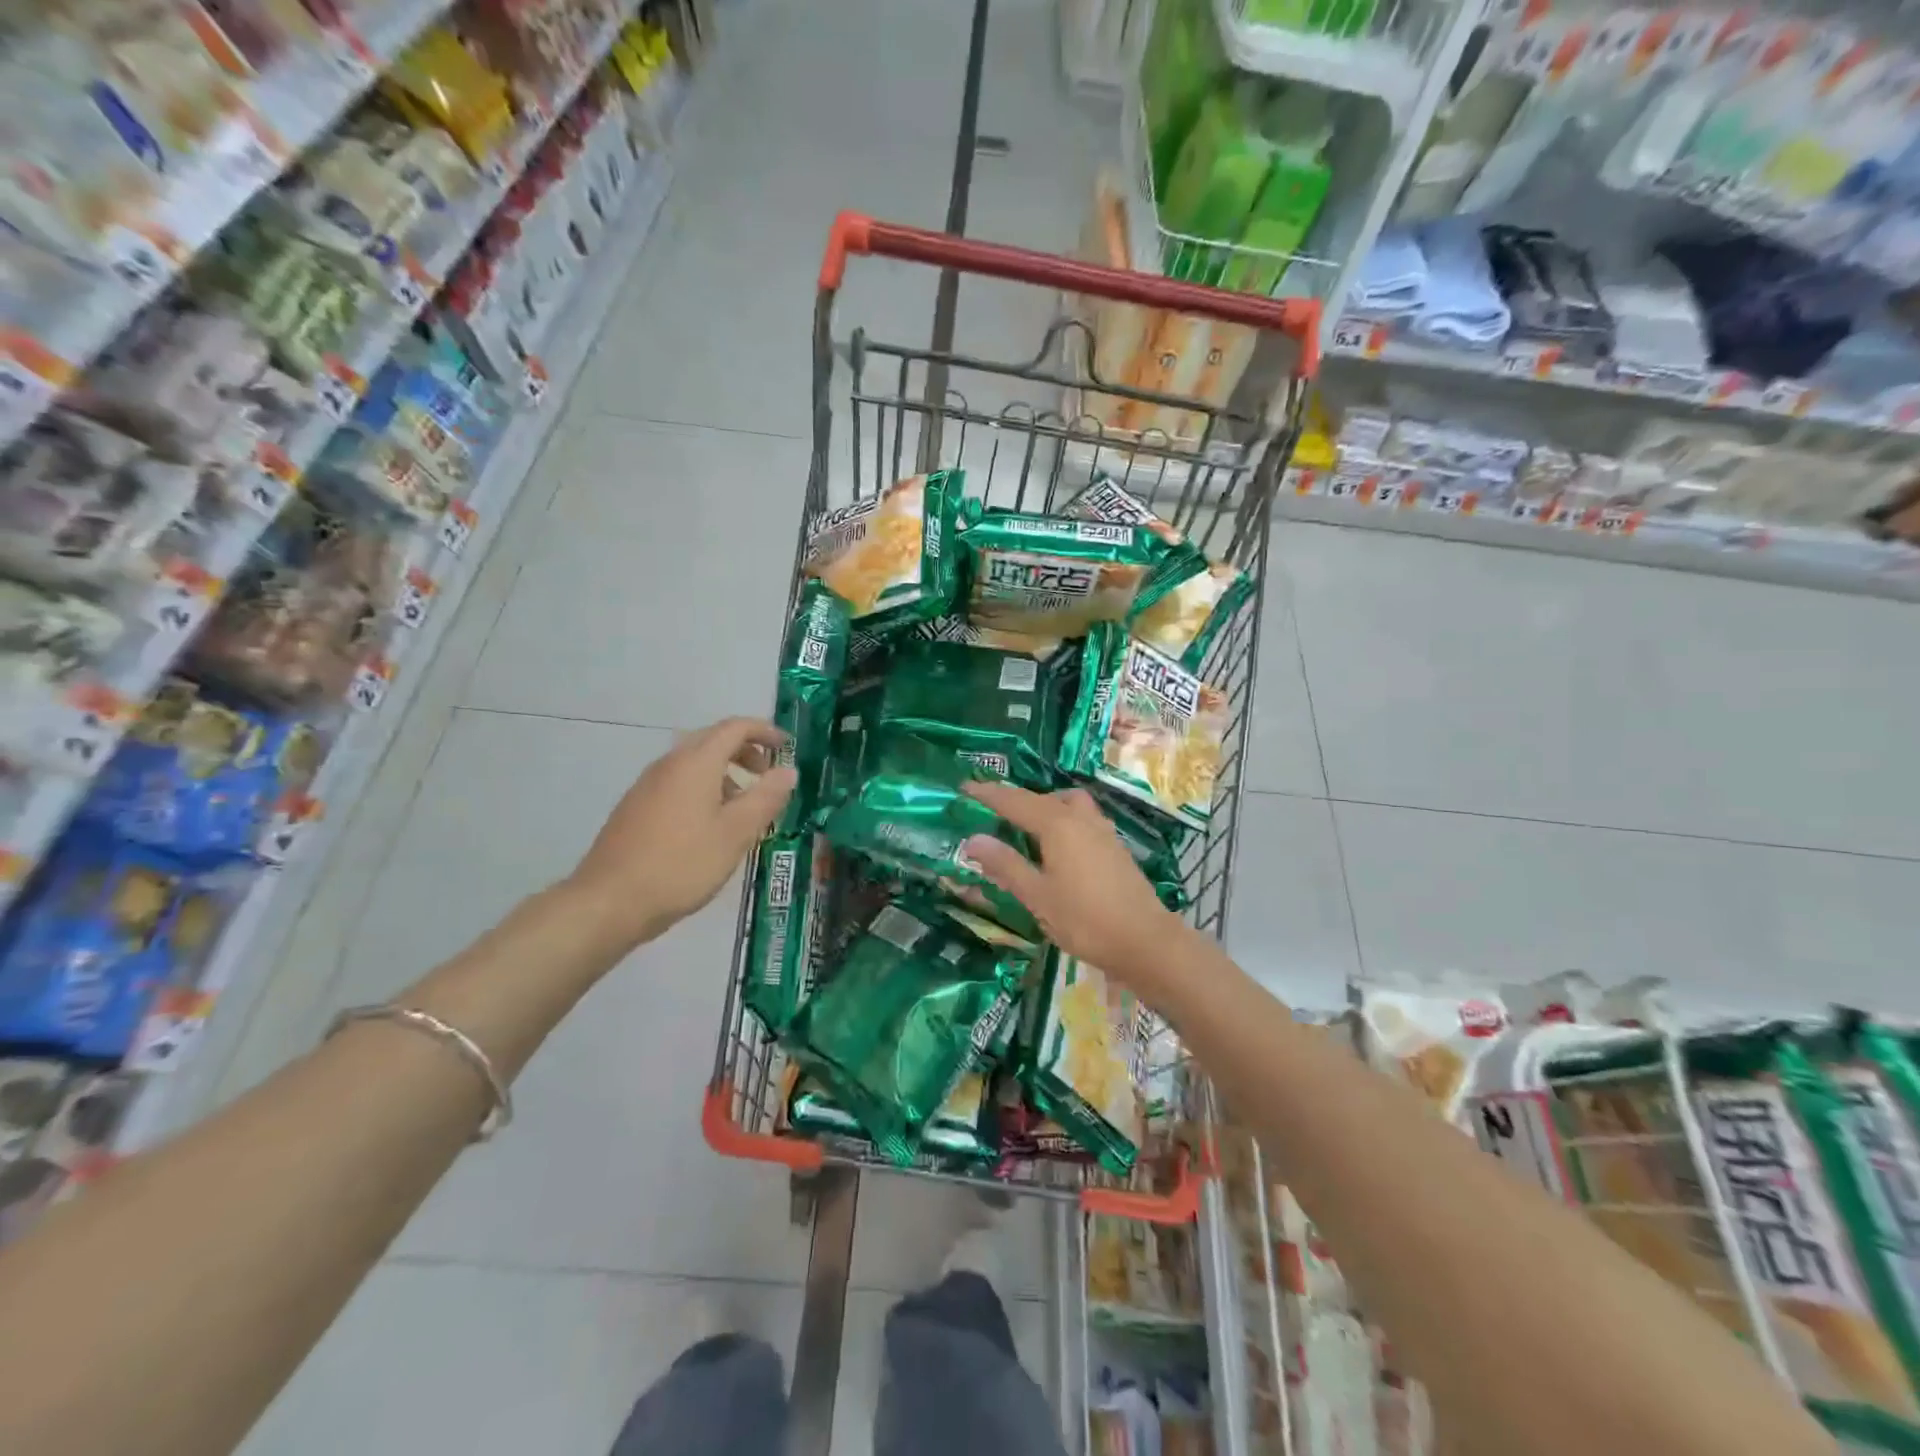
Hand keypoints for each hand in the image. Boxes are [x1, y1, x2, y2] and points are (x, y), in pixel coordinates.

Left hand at [565, 717, 795, 950]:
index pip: (734, 728)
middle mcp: (669, 765)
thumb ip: (766, 798)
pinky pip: (678, 783)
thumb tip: (788, 771)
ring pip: (694, 763)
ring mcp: (647, 786)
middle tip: (768, 776)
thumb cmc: (682, 864)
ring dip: (724, 772)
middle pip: (712, 740)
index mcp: (695, 763)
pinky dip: (703, 788)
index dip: (764, 731)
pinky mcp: (635, 808)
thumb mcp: (736, 833)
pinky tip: (709, 826)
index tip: (787, 747)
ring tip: (743, 806)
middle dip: (745, 751)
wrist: (609, 902)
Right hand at [960, 781, 1185, 989]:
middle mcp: (1080, 818)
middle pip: (1041, 798)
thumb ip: (1006, 865)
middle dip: (1014, 799)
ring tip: (1025, 824)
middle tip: (990, 808)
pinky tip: (1058, 843)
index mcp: (1057, 825)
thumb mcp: (1037, 896)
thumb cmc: (1085, 920)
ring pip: (1067, 804)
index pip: (1014, 801)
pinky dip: (1062, 819)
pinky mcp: (1114, 846)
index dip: (988, 794)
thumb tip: (973, 839)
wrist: (1145, 942)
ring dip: (1043, 805)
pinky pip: (1081, 818)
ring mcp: (1102, 830)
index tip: (965, 787)